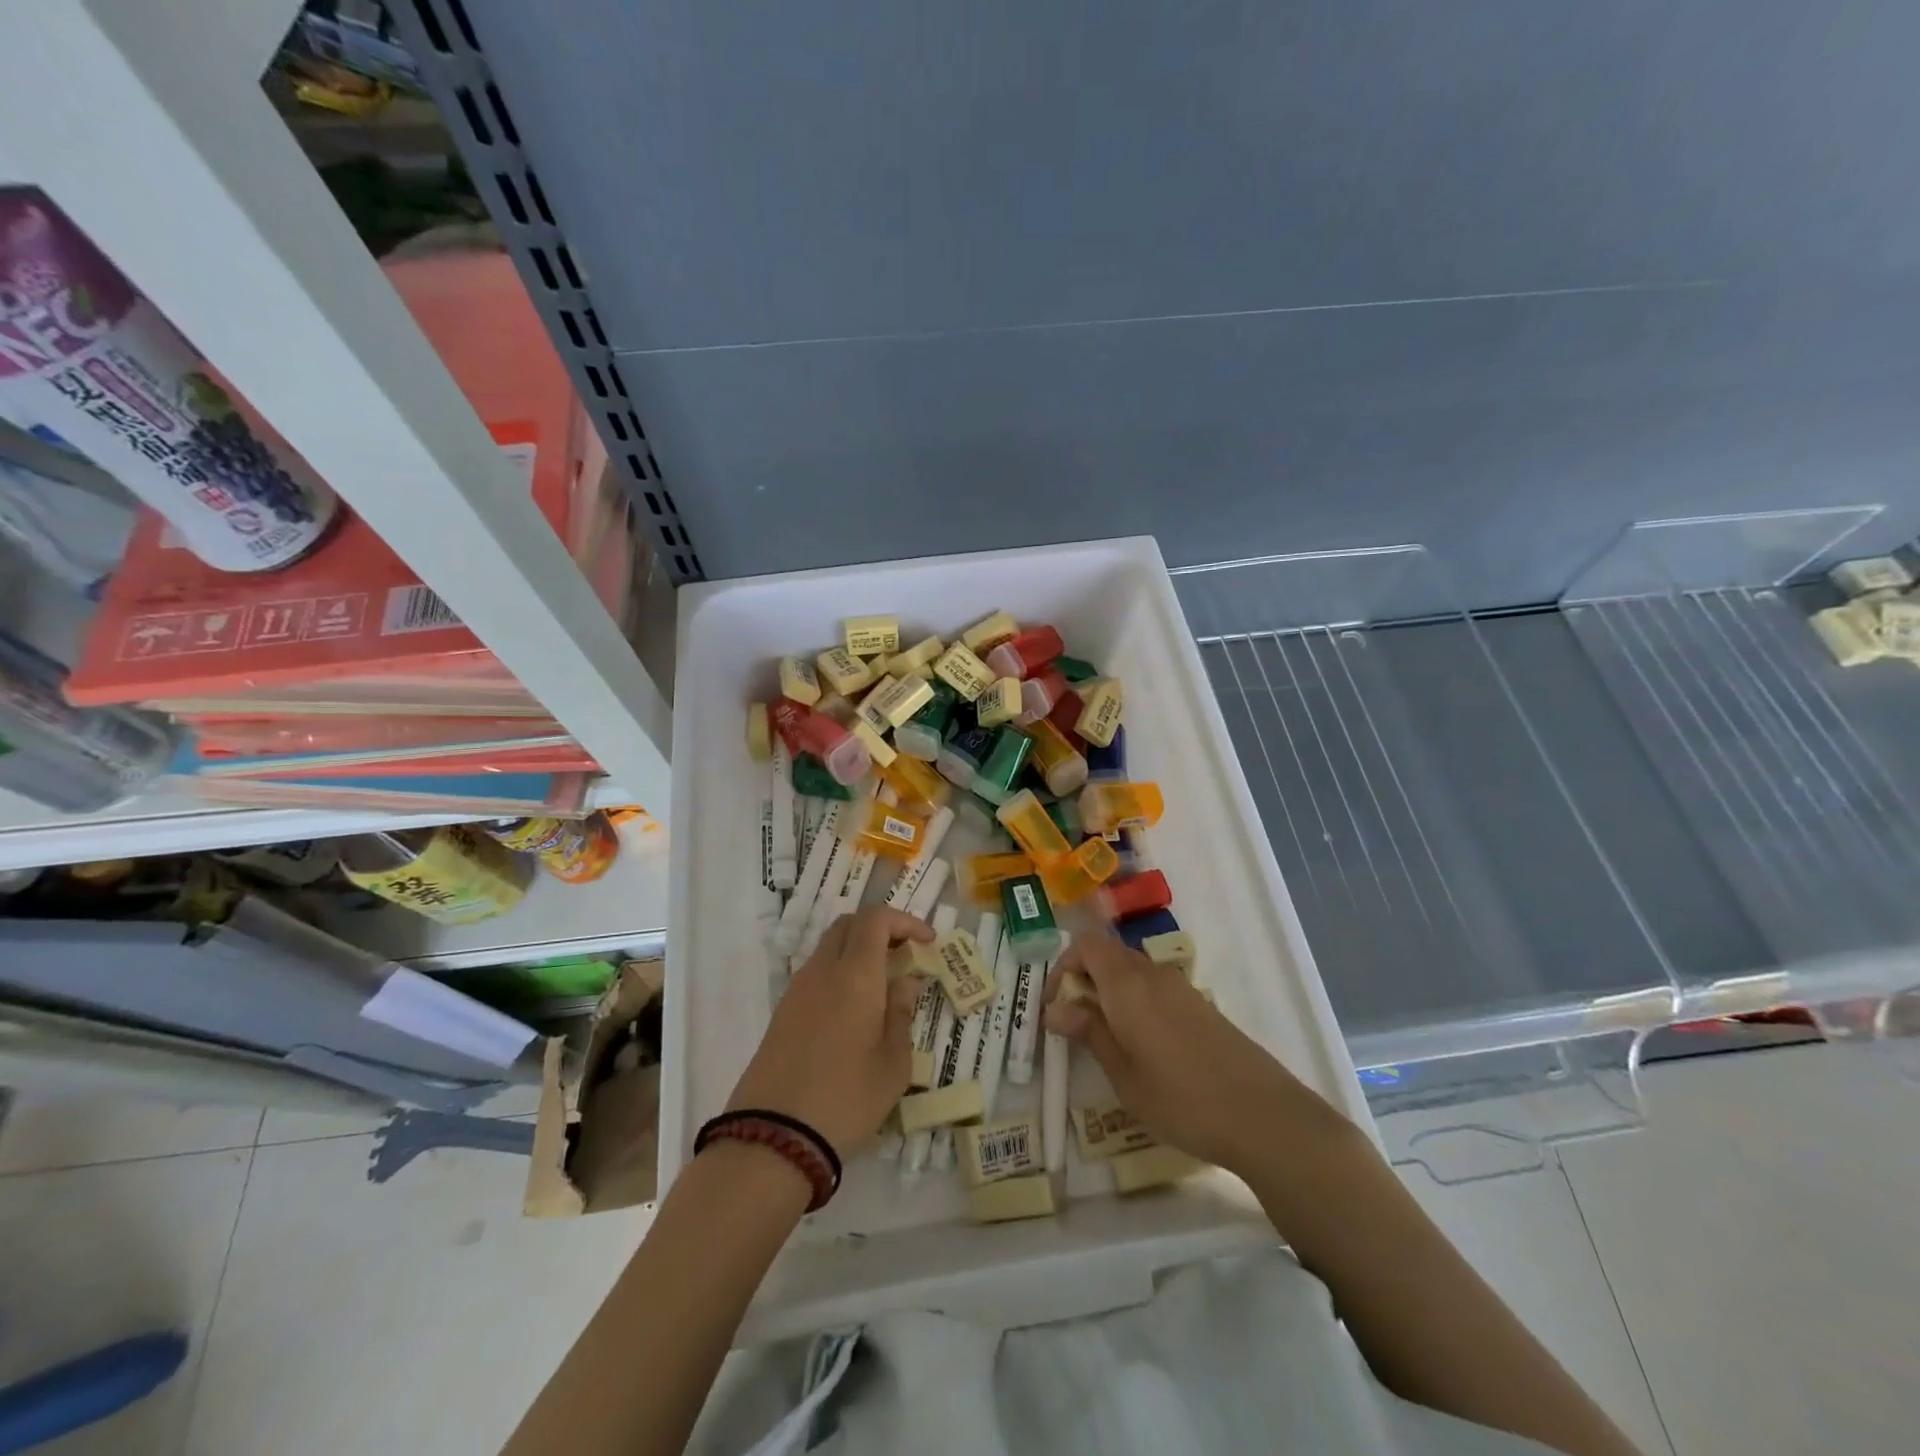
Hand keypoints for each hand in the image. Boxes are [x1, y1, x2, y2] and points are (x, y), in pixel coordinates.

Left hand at [726, 907, 932, 1157]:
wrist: (773, 1136)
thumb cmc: (847, 1099)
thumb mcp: (893, 1064)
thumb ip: (900, 1014)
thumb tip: (903, 982)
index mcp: (855, 975)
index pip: (876, 919)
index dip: (904, 921)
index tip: (928, 942)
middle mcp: (823, 970)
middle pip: (849, 924)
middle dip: (880, 929)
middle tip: (904, 954)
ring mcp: (797, 989)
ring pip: (829, 947)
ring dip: (858, 951)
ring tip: (883, 984)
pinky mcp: (782, 1012)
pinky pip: (816, 973)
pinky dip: (840, 972)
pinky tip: (855, 1008)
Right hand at [1044, 934, 1331, 1175]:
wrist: (1263, 1116)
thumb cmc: (1181, 1098)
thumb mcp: (1123, 1075)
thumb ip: (1090, 1033)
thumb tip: (1054, 1009)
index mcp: (1127, 984)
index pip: (1085, 946)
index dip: (1063, 968)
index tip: (1054, 1007)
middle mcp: (1152, 975)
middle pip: (1108, 956)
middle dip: (1084, 981)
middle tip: (1074, 1025)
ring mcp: (1181, 988)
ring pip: (1132, 973)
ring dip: (1110, 993)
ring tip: (1105, 1039)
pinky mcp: (1201, 1006)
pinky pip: (1155, 989)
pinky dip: (1136, 1003)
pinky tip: (1142, 1047)